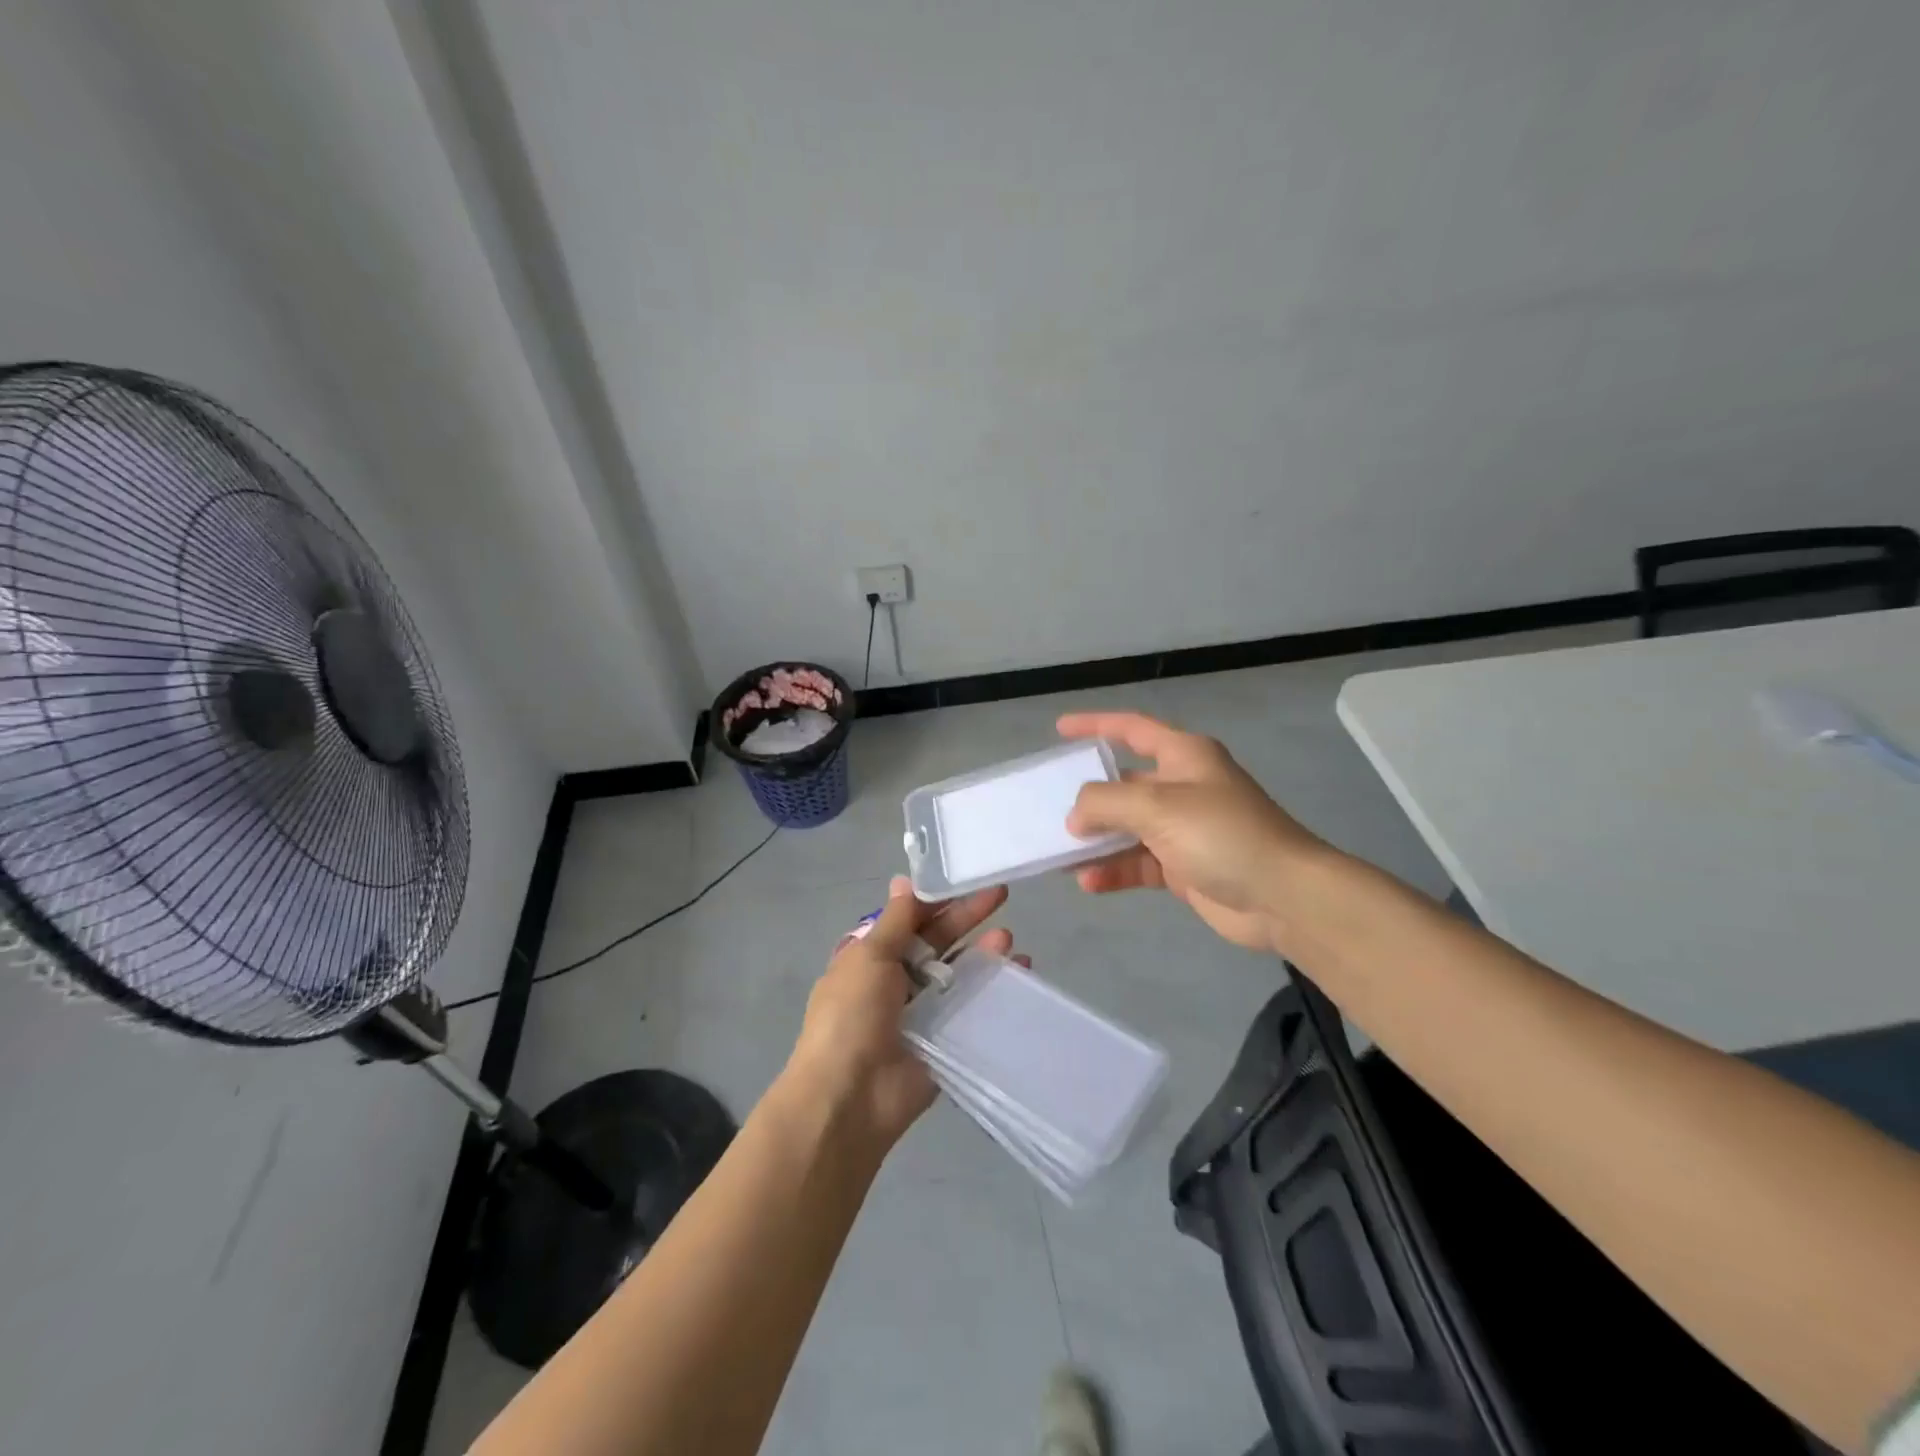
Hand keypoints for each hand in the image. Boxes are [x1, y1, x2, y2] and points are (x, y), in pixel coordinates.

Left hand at [786, 875, 1026, 1148]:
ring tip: (1008, 938)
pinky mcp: (944, 1040)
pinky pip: (971, 1008)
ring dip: (982, 952)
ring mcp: (921, 1012)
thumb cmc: (852, 1016)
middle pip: (936, 941)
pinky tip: (1019, 973)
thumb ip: (896, 921)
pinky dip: (993, 990)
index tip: (968, 878)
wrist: (850, 1097)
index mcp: (870, 958)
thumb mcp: (869, 956)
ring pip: (957, 973)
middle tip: (1002, 894)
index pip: (909, 919)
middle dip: (966, 918)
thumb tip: (903, 879)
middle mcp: (895, 981)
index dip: (937, 899)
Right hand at [1059, 710, 1325, 953]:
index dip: (1095, 725)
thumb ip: (1106, 802)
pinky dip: (1115, 871)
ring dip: (1097, 841)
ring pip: (1128, 828)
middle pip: (1125, 784)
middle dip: (1090, 798)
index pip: (1132, 729)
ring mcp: (1184, 829)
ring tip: (1060, 854)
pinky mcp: (1185, 867)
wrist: (1283, 896)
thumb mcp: (1156, 806)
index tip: (1060, 729)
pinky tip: (1089, 882)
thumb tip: (1076, 815)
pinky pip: (1139, 863)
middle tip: (1049, 808)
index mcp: (1184, 756)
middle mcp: (1183, 787)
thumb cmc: (1221, 834)